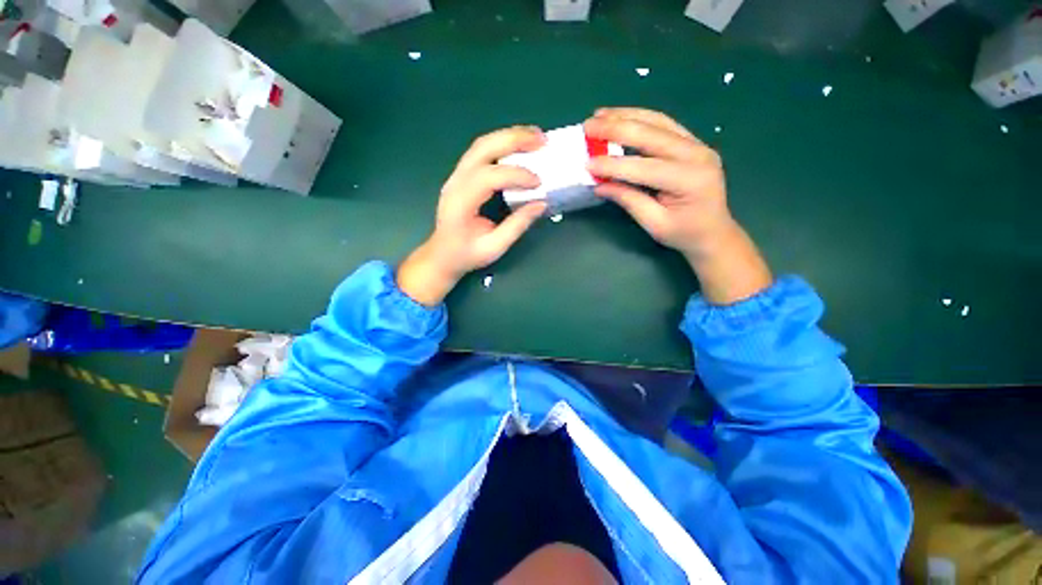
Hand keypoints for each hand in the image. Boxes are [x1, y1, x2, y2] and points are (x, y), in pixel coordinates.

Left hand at [397, 126, 548, 306]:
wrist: (442, 255)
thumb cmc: (466, 255)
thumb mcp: (494, 247)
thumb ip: (517, 225)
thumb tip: (541, 204)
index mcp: (460, 202)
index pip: (489, 177)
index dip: (516, 175)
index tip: (538, 182)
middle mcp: (455, 182)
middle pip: (483, 148)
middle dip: (514, 140)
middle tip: (542, 140)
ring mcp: (456, 176)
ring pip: (481, 144)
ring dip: (509, 136)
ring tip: (535, 137)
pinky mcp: (461, 176)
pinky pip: (481, 151)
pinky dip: (502, 144)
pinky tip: (519, 146)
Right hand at [585, 108, 771, 304]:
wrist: (714, 231)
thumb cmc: (684, 233)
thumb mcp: (654, 223)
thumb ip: (628, 200)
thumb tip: (599, 185)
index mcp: (689, 179)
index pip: (643, 167)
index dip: (612, 165)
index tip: (587, 164)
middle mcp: (696, 154)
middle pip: (650, 134)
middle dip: (615, 129)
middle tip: (587, 126)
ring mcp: (697, 144)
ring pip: (657, 122)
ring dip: (626, 115)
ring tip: (600, 114)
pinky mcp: (693, 142)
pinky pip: (664, 124)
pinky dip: (640, 118)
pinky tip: (622, 116)